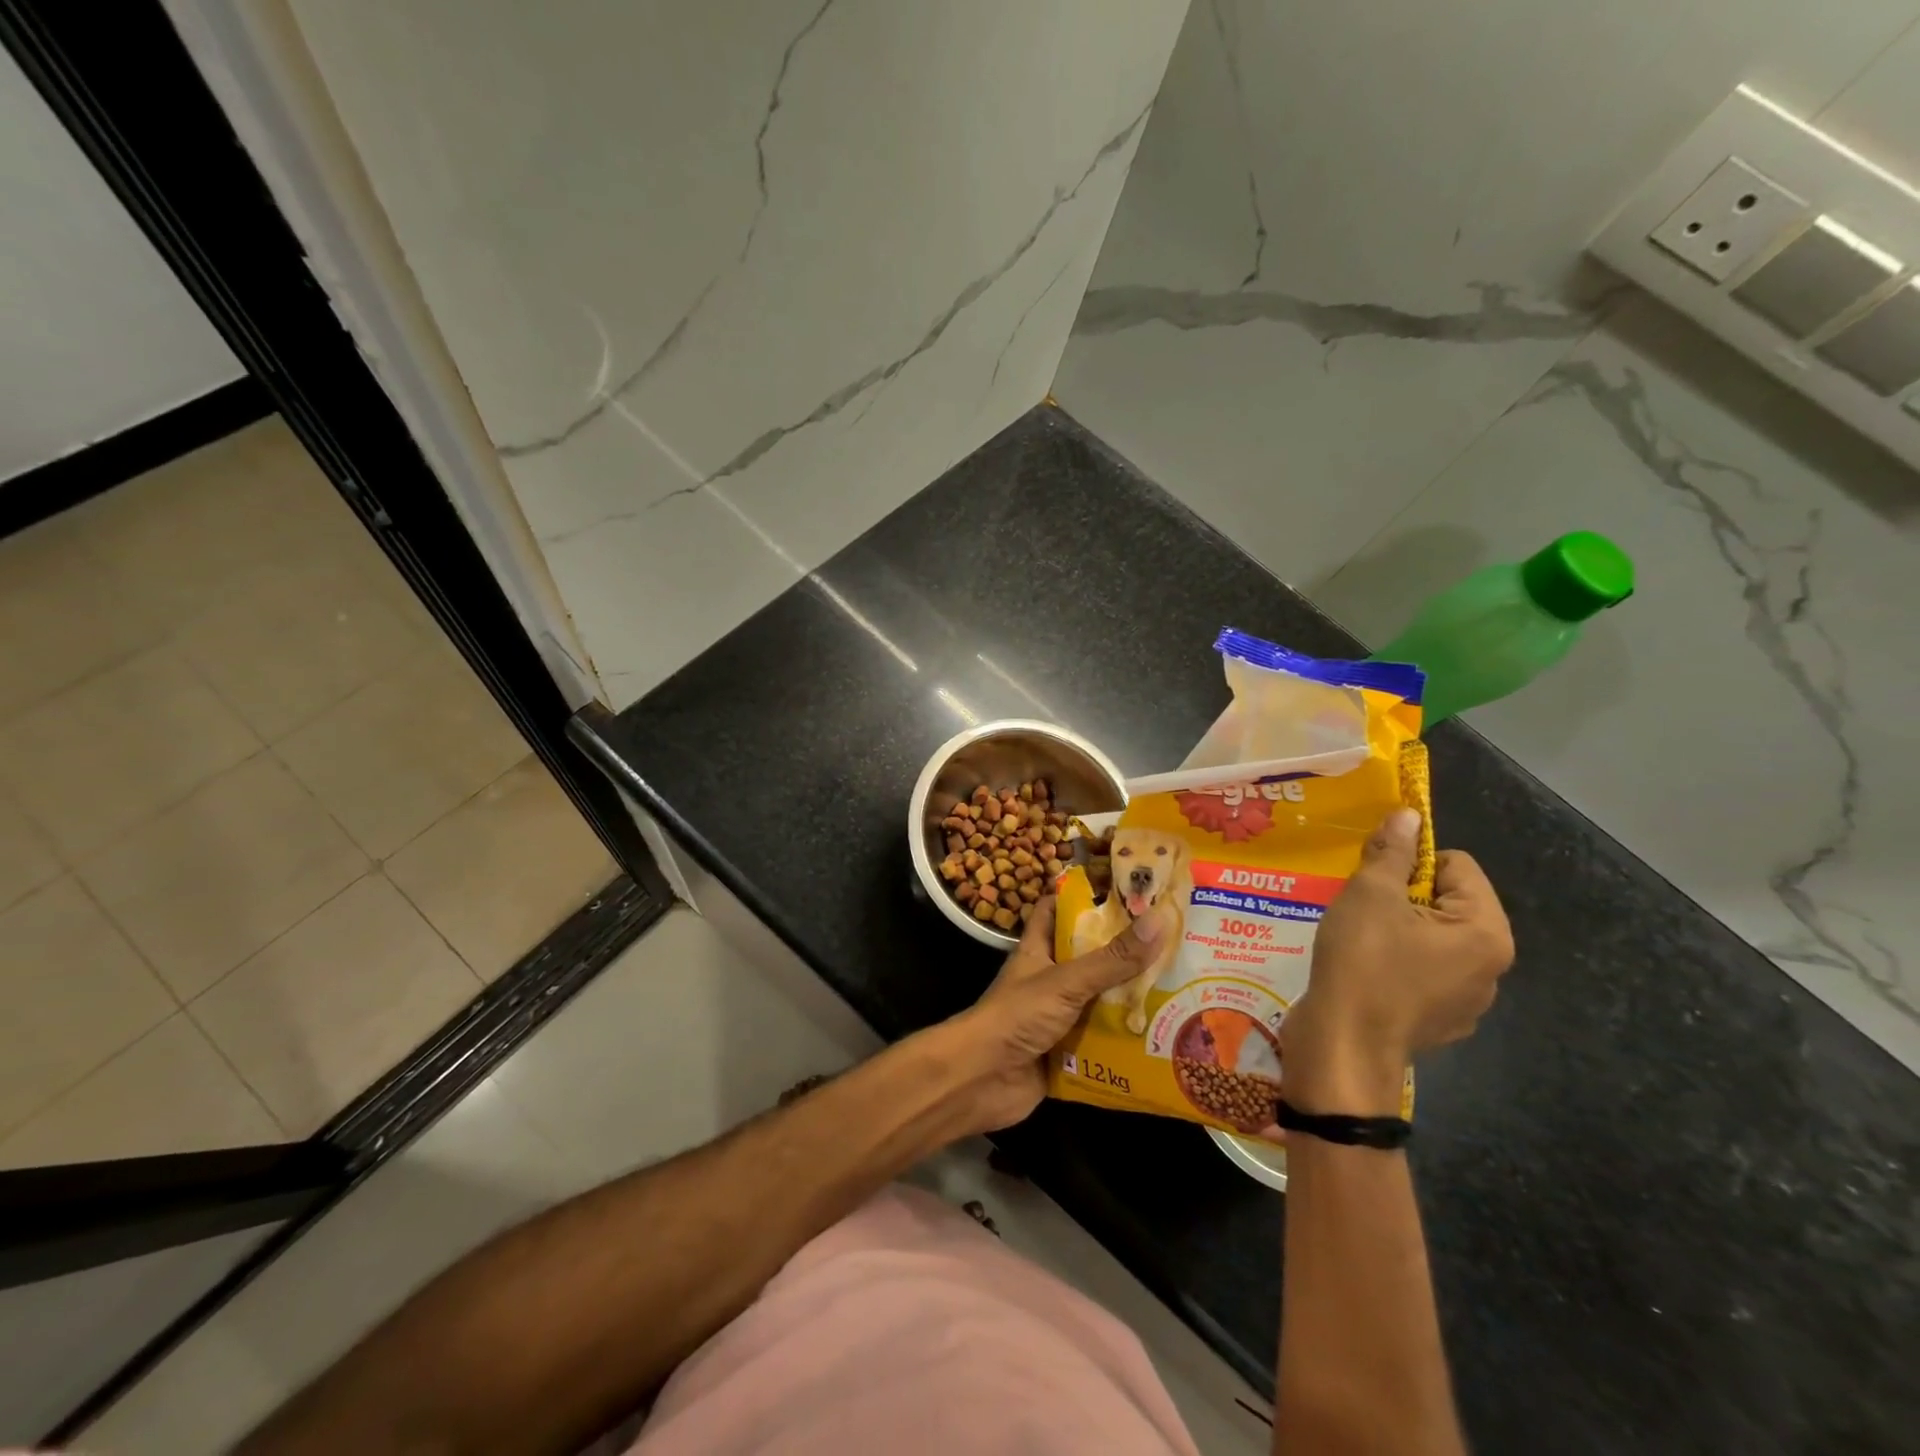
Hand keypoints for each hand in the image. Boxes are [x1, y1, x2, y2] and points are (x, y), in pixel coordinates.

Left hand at [936, 896, 1175, 1135]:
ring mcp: (1057, 1017)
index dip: (1083, 895)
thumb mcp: (1067, 981)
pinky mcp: (1066, 1053)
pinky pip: (1102, 1043)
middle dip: (1125, 953)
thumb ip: (1112, 958)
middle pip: (1089, 958)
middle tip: (1174, 942)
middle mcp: (1049, 979)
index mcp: (1039, 949)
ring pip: (1100, 1001)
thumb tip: (1159, 919)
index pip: (1056, 909)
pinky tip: (1166, 1040)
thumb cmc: (1017, 1016)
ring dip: (1132, 1001)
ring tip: (1183, 989)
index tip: (1125, 889)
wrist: (981, 1080)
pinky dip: (1127, 1043)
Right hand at [1282, 808, 1513, 1115]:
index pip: (1457, 865)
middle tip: (1360, 906)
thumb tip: (1410, 814)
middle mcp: (1490, 967)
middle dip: (1403, 896)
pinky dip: (1395, 963)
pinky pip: (1422, 972)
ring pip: (1432, 938)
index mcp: (1485, 932)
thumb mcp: (1369, 895)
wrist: (1342, 1046)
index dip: (1412, 862)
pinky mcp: (1438, 1022)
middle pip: (1447, 902)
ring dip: (1397, 929)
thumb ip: (1393, 852)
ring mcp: (1467, 1001)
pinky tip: (1363, 971)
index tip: (1373, 878)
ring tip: (1357, 938)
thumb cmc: (1363, 962)